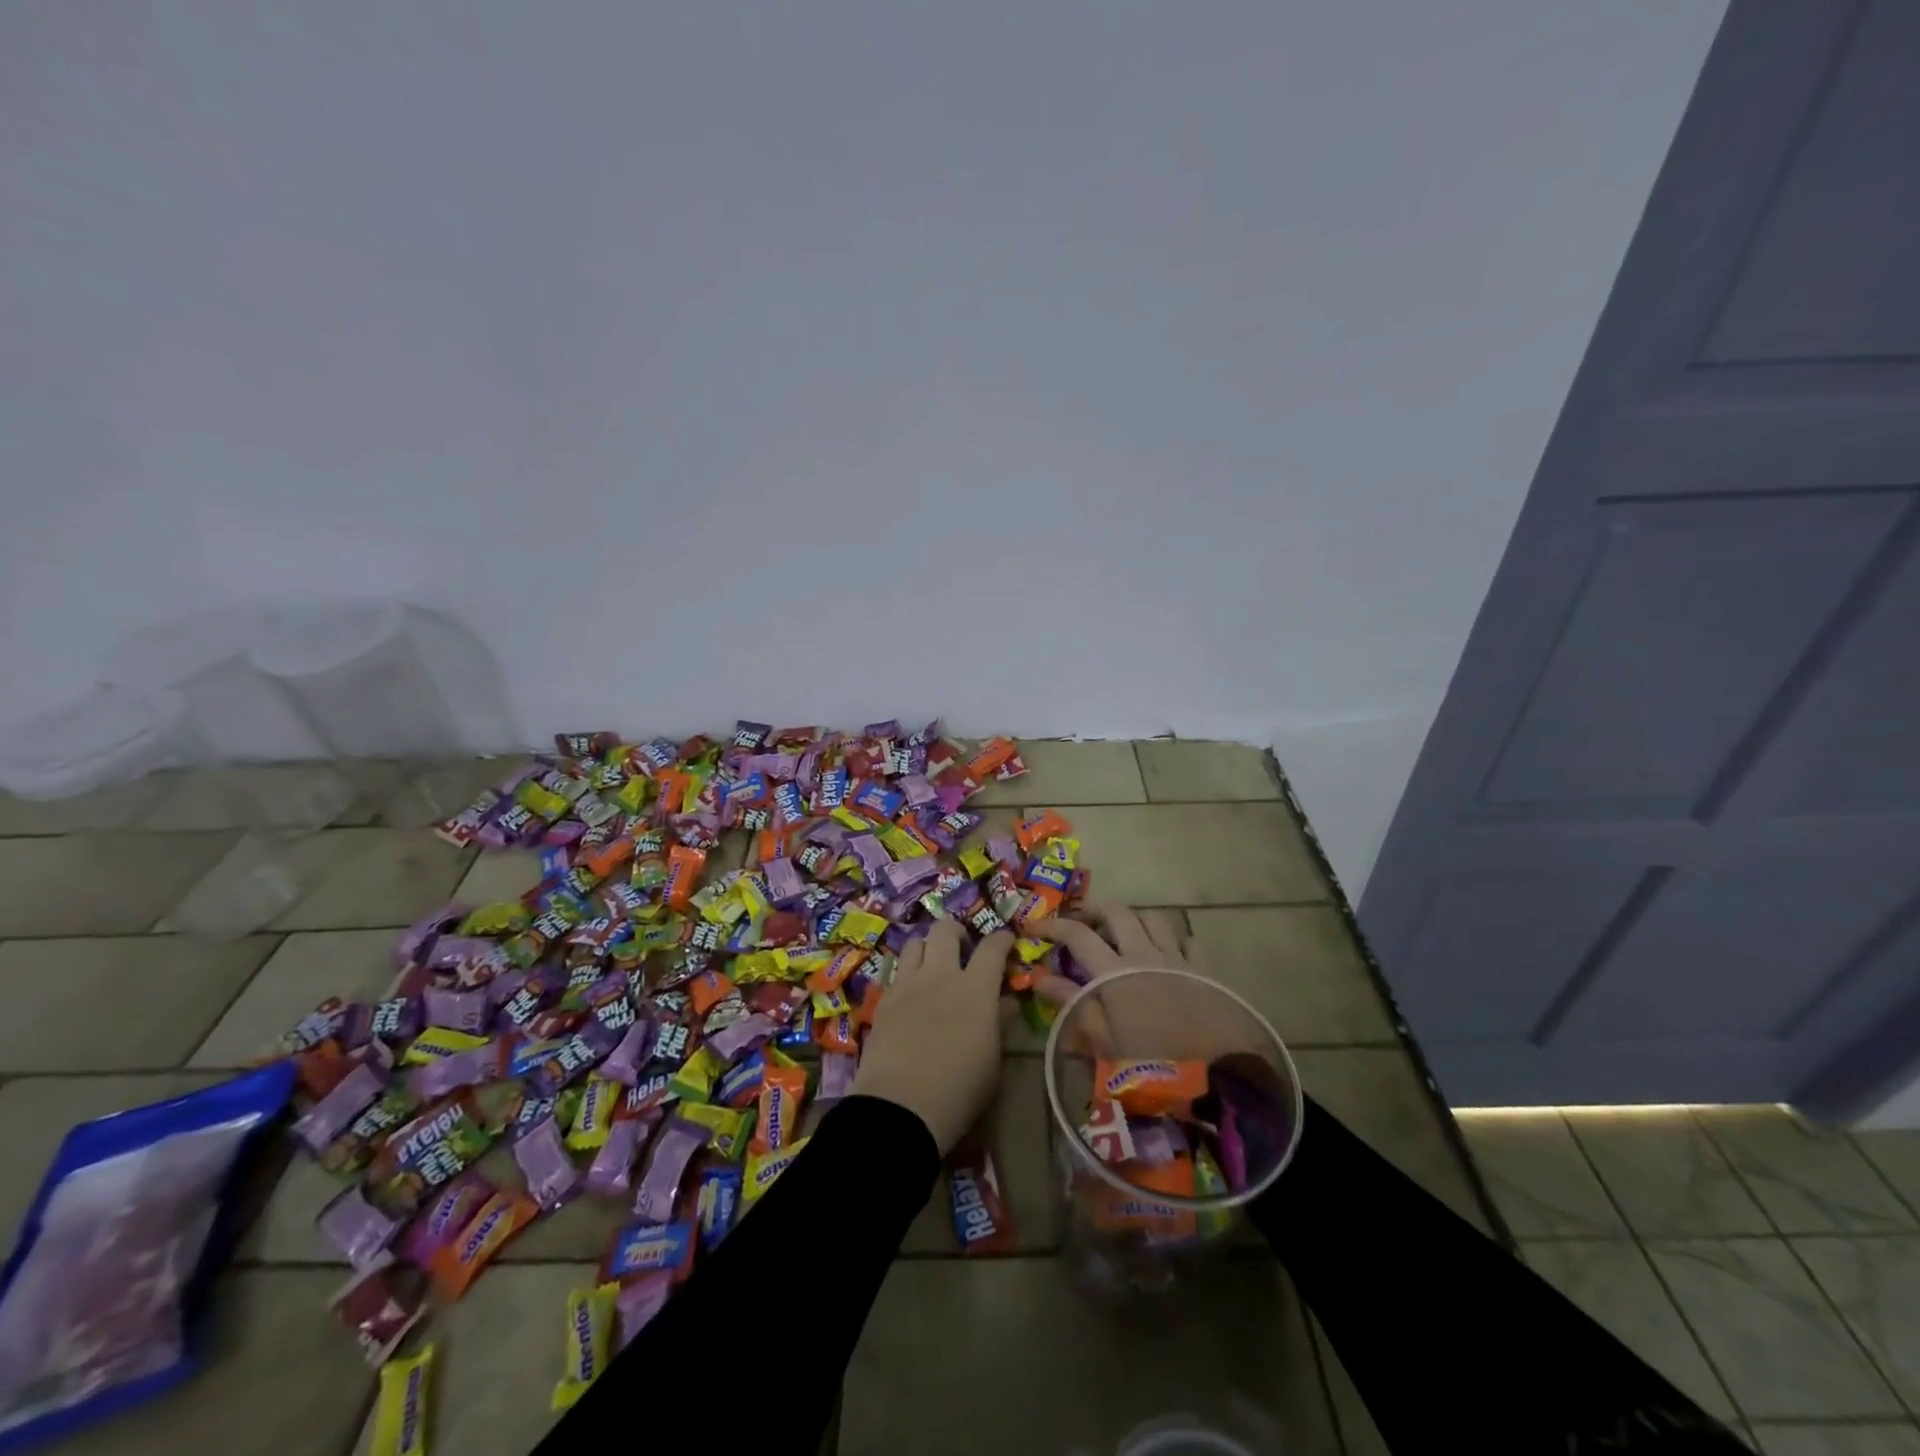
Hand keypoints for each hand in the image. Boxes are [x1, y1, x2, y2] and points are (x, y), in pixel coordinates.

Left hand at [850, 920, 1013, 1154]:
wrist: (900, 1105)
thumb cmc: (959, 1089)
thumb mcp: (992, 1060)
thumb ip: (999, 1022)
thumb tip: (1007, 1002)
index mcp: (975, 989)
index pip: (992, 949)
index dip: (1001, 939)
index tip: (1006, 939)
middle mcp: (940, 975)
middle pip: (945, 930)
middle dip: (956, 931)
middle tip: (962, 947)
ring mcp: (908, 984)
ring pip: (915, 943)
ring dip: (927, 947)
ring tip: (933, 964)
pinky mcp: (883, 1000)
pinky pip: (896, 971)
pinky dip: (907, 972)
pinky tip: (911, 992)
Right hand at [1028, 901, 1256, 1062]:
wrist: (1219, 1084)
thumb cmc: (1152, 1069)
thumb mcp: (1103, 1044)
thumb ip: (1073, 1007)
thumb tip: (1042, 979)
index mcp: (1116, 972)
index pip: (1077, 935)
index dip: (1052, 926)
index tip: (1034, 927)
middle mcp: (1146, 955)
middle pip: (1116, 912)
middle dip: (1093, 909)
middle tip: (1080, 922)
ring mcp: (1179, 960)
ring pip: (1154, 919)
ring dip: (1133, 920)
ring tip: (1123, 935)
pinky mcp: (1206, 972)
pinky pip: (1189, 942)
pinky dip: (1174, 941)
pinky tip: (1168, 954)